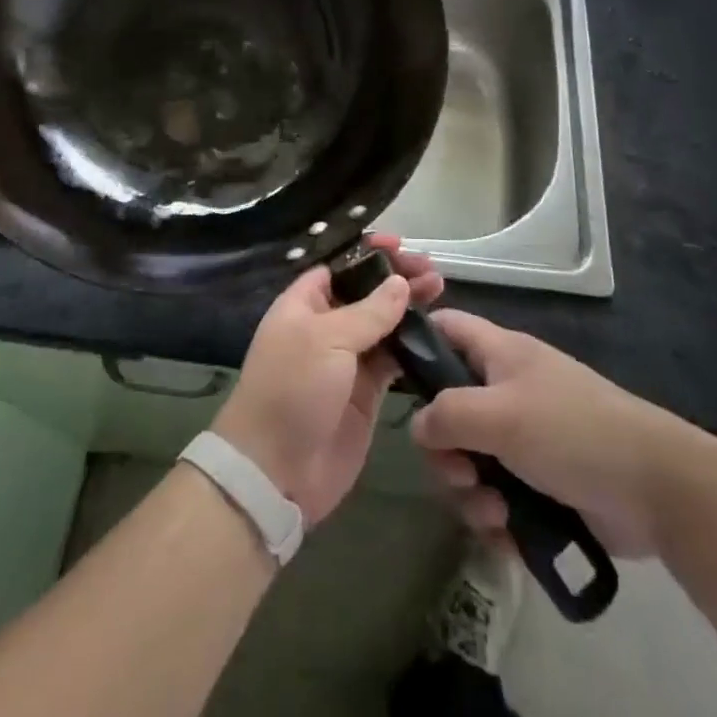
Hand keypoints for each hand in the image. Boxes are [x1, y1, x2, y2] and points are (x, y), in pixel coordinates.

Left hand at [212, 234, 443, 525]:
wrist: (276, 470)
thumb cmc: (292, 389)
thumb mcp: (326, 340)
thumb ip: (369, 311)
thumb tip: (400, 283)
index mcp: (304, 304)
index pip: (340, 267)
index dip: (369, 254)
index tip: (400, 245)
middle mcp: (326, 326)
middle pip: (366, 292)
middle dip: (396, 278)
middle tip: (430, 270)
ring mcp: (347, 360)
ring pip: (384, 323)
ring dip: (409, 307)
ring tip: (440, 290)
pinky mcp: (367, 393)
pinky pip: (393, 359)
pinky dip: (413, 344)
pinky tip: (436, 331)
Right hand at [410, 309, 716, 557]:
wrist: (655, 489)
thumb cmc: (571, 431)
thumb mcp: (500, 414)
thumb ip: (447, 414)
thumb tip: (418, 425)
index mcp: (499, 354)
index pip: (446, 327)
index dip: (417, 342)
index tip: (393, 378)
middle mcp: (506, 390)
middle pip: (448, 409)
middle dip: (445, 449)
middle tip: (460, 472)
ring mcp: (524, 438)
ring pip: (469, 460)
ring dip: (470, 492)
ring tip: (493, 512)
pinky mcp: (539, 483)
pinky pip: (495, 496)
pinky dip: (495, 517)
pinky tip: (509, 534)